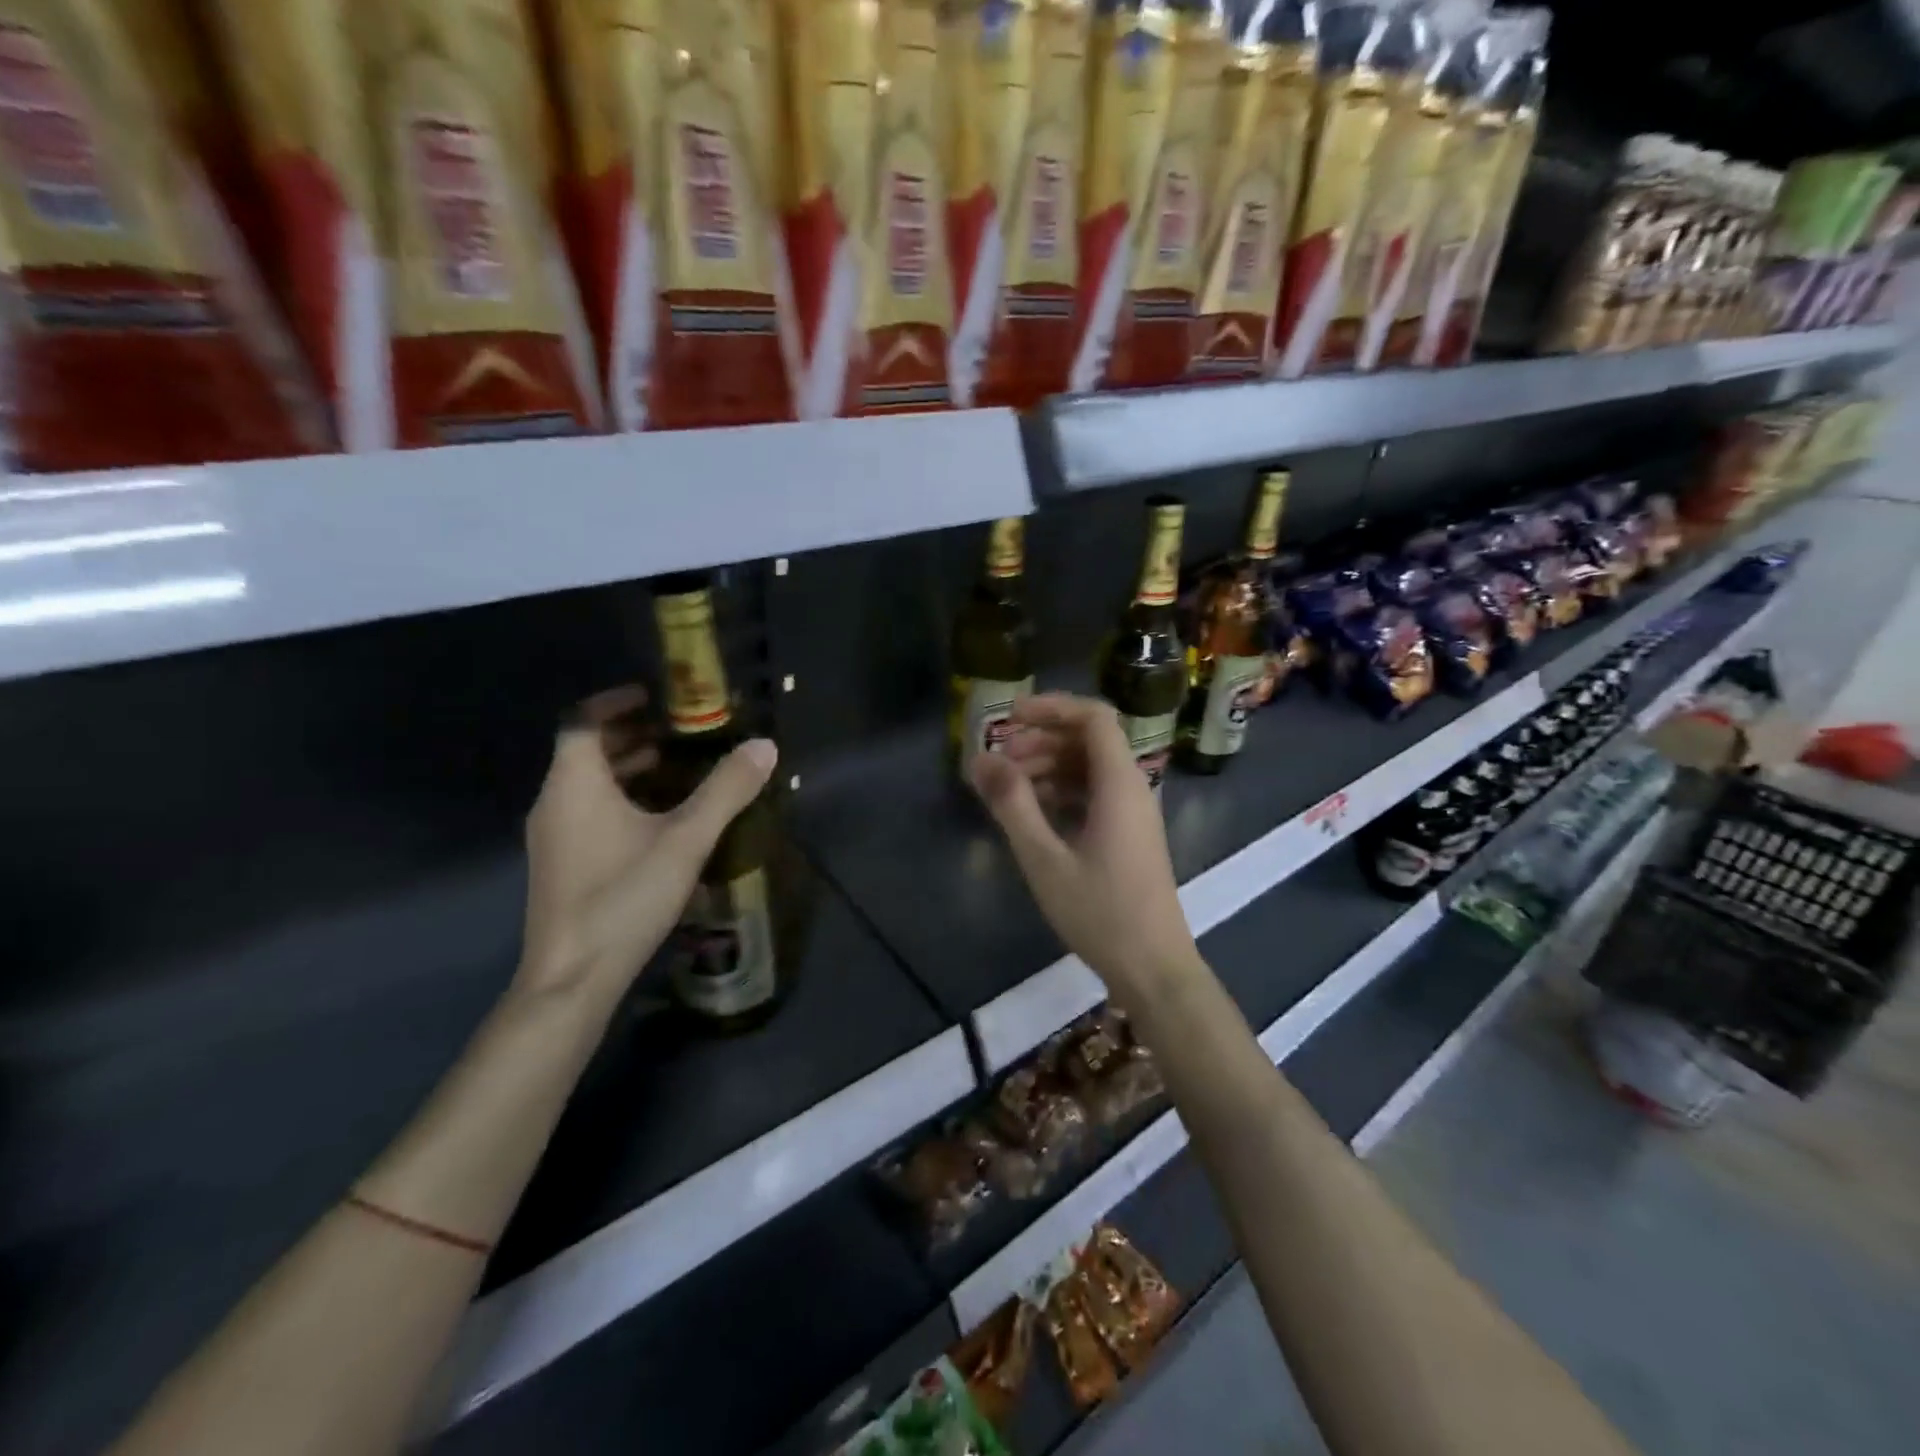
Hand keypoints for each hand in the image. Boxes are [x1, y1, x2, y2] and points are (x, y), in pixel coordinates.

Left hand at [519, 687, 776, 1003]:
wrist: (571, 980)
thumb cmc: (623, 898)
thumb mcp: (685, 840)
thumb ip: (726, 791)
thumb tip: (764, 747)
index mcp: (574, 784)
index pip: (583, 720)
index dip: (617, 701)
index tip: (657, 697)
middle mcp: (554, 803)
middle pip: (586, 750)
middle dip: (632, 734)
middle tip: (681, 732)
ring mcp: (554, 837)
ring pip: (588, 785)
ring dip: (629, 769)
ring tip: (680, 769)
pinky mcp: (562, 865)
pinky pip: (589, 812)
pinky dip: (622, 800)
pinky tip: (662, 821)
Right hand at [969, 693, 1199, 994]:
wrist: (1153, 968)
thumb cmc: (1100, 912)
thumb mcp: (1044, 858)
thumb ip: (1012, 804)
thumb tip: (979, 759)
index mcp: (1119, 784)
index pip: (1094, 717)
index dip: (1052, 707)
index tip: (1010, 718)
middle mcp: (1132, 788)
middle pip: (1089, 740)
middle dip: (1041, 740)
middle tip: (999, 760)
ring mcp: (1133, 813)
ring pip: (1090, 768)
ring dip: (1049, 767)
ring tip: (1008, 788)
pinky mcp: (1128, 835)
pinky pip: (1095, 794)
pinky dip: (1062, 792)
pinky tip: (1033, 813)